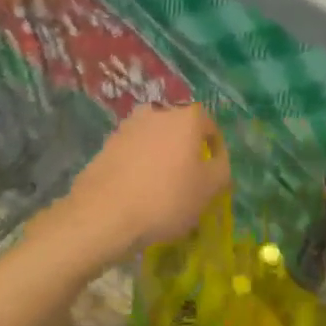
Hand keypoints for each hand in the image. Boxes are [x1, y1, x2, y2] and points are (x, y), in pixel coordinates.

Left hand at [62, 104, 230, 264]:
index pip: (210, 126)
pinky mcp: (107, 143)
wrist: (104, 213)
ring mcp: (128, 126)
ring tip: (161, 187)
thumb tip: (217, 161)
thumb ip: (221, 169)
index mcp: (186, 117)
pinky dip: (139, 164)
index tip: (214, 173)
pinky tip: (138, 190)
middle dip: (186, 150)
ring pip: (154, 139)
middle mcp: (158, 112)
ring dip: (161, 156)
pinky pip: (133, 151)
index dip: (216, 150)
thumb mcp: (209, 189)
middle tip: (188, 179)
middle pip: (180, 129)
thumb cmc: (166, 198)